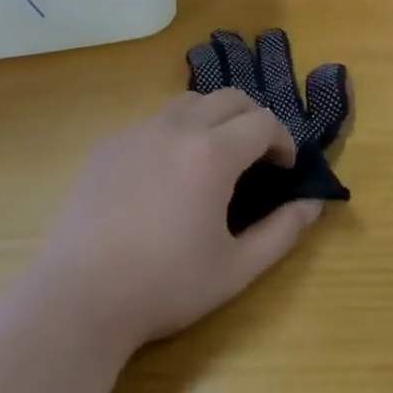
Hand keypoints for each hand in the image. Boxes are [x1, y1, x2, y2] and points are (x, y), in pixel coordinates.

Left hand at [34, 90, 325, 352]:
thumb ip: (282, 233)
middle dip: (253, 118)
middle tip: (258, 155)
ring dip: (213, 117)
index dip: (283, 140)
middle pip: (229, 97)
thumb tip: (313, 205)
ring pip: (189, 101)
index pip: (263, 122)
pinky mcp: (109, 144)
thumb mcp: (236, 269)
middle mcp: (177, 127)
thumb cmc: (165, 285)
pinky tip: (165, 174)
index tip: (284, 168)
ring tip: (214, 156)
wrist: (80, 295)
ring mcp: (138, 131)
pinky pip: (153, 122)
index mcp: (213, 153)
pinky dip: (174, 132)